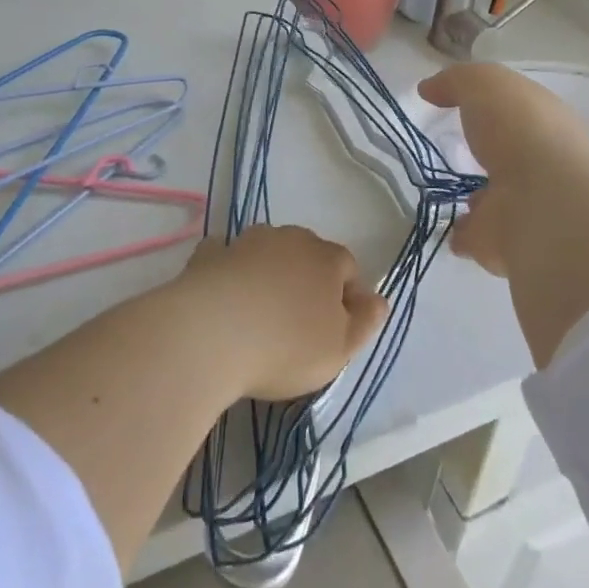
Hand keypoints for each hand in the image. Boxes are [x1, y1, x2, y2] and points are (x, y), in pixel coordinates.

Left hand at [171, 225, 388, 401]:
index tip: (335, 331)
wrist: (209, 336)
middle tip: (297, 324)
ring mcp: (247, 242)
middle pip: (308, 255)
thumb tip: (378, 299)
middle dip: (307, 281)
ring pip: (268, 251)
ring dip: (269, 272)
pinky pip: (225, 257)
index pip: (349, 268)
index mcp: (328, 258)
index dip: (347, 298)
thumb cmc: (285, 346)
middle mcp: (291, 239)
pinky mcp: (210, 255)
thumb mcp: (340, 348)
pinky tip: (222, 294)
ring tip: (258, 312)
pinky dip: (228, 270)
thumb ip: (366, 322)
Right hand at [417, 65, 588, 365]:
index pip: (522, 114)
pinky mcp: (507, 247)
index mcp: (546, 124)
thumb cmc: (520, 130)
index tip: (466, 108)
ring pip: (498, 201)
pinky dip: (466, 236)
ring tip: (451, 197)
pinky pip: (480, 238)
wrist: (544, 203)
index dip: (498, 109)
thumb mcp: (486, 84)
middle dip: (492, 158)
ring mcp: (527, 209)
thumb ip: (457, 82)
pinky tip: (447, 230)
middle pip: (512, 159)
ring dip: (480, 201)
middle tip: (461, 155)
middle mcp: (543, 166)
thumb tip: (429, 88)